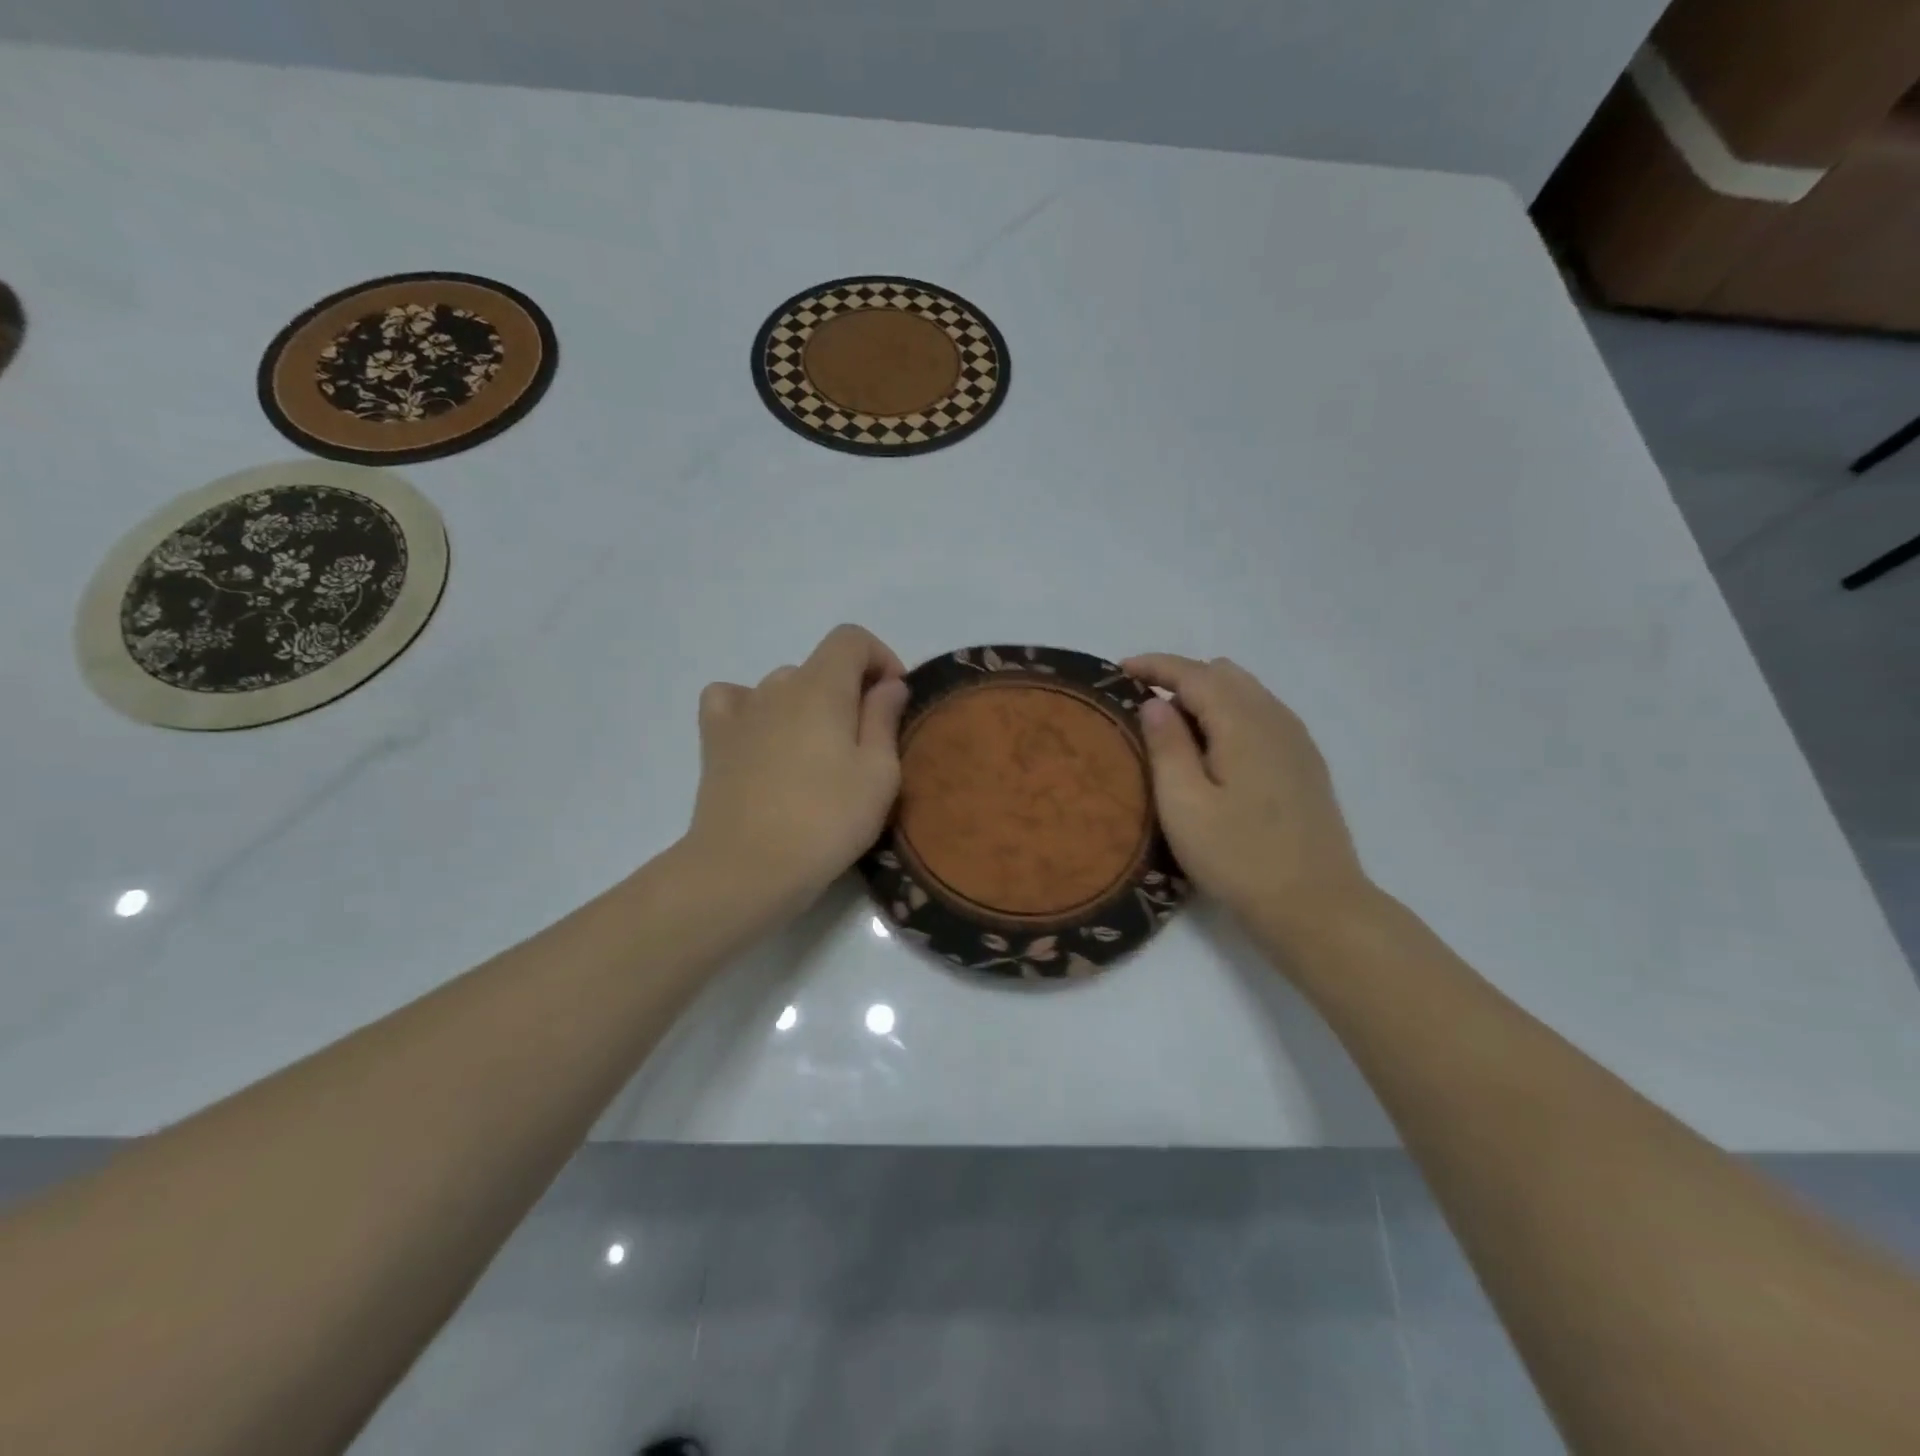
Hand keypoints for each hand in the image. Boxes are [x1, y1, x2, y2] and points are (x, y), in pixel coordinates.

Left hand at [682, 624, 909, 922]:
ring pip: (782, 686)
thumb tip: (888, 685)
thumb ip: (884, 719)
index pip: (851, 638)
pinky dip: (752, 709)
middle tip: (864, 743)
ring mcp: (741, 711)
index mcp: (821, 686)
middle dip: (849, 691)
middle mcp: (778, 685)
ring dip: (808, 705)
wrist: (747, 868)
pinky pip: (732, 701)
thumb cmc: (826, 821)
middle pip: (820, 666)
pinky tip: (763, 737)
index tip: (894, 699)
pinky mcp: (714, 740)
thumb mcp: (879, 774)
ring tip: (817, 754)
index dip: (880, 658)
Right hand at [1124, 654, 1375, 947]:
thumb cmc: (1239, 857)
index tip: (1119, 670)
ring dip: (1207, 697)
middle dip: (1180, 678)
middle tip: (1143, 706)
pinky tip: (1214, 751)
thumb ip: (1167, 746)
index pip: (1194, 673)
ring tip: (1173, 728)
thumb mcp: (1184, 804)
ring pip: (1246, 694)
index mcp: (1243, 723)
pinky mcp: (1305, 764)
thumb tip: (1155, 702)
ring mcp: (1296, 741)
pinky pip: (1262, 716)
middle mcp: (1275, 719)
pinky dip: (1230, 715)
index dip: (1155, 666)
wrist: (1316, 906)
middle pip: (1223, 675)